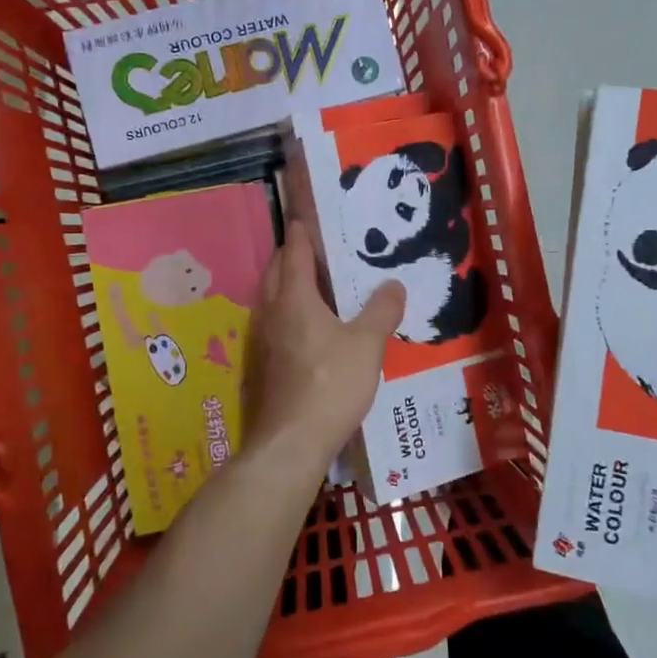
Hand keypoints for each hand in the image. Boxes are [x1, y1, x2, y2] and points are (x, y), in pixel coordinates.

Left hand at [246, 220, 404, 471]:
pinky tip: (311, 325)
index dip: (302, 231)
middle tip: (321, 248)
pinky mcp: (263, 362)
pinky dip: (288, 310)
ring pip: (272, 296)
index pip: (295, 251)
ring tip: (319, 283)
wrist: (292, 441)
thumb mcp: (367, 345)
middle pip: (277, 270)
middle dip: (294, 254)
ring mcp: (263, 338)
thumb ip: (381, 311)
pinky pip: (275, 321)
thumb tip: (394, 284)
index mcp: (294, 297)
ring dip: (289, 283)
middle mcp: (272, 311)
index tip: (309, 216)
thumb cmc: (331, 384)